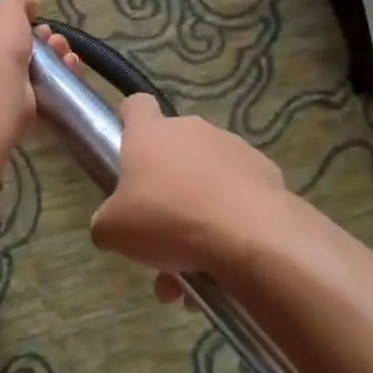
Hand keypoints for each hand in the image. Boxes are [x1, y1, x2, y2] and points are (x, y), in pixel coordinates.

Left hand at [0, 0, 81, 138]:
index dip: (17, 23)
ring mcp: (0, 88)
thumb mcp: (7, 9)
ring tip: (66, 54)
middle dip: (44, 41)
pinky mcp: (20, 107)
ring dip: (56, 58)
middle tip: (54, 39)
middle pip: (19, 48)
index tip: (37, 19)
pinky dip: (62, 78)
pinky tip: (71, 69)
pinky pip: (46, 89)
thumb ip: (19, 1)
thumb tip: (31, 3)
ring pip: (36, 69)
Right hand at [90, 95, 285, 299]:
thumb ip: (106, 222)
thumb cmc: (168, 220)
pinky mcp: (266, 173)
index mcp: (150, 133)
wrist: (250, 236)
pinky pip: (239, 195)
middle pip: (173, 150)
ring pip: (206, 178)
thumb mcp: (114, 230)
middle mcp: (192, 130)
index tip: (127, 148)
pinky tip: (227, 261)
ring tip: (195, 267)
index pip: (136, 106)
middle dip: (166, 188)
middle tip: (160, 232)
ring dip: (197, 212)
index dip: (129, 122)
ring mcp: (233, 148)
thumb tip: (110, 226)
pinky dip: (232, 222)